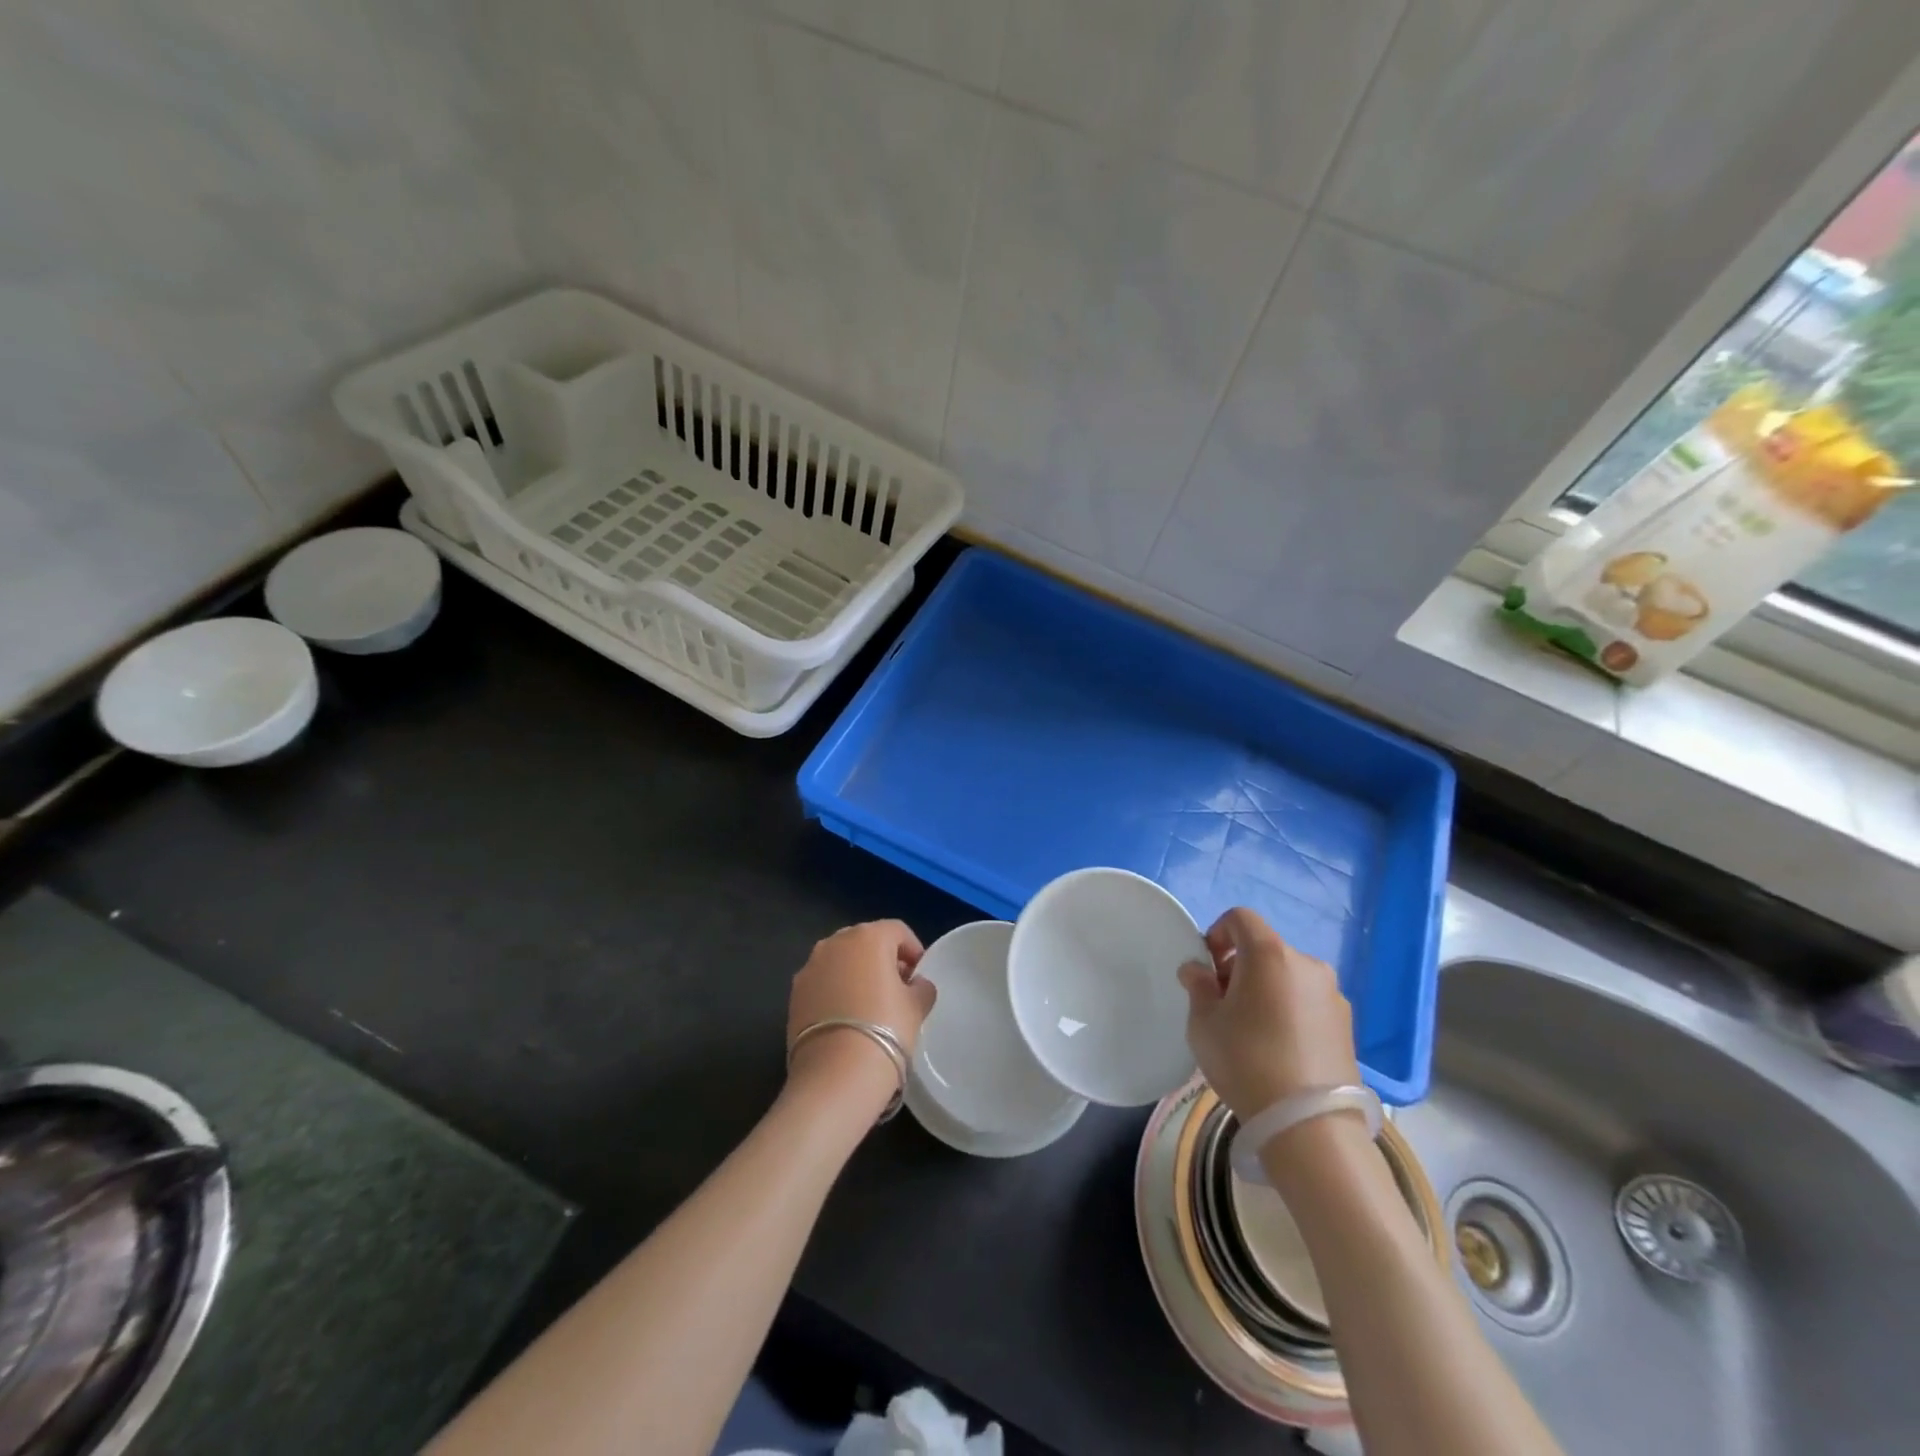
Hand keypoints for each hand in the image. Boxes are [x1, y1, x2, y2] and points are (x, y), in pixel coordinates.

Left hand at [786, 920, 934, 1107]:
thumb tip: (915, 984)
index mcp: (868, 936)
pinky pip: (822, 982)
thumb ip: (921, 987)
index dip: (913, 950)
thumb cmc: (886, 1031)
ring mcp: (810, 967)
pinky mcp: (794, 994)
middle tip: (897, 989)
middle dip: (883, 959)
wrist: (836, 1076)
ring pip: (840, 961)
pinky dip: (835, 991)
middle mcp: (834, 943)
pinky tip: (846, 1019)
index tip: (920, 976)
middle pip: (866, 941)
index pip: (897, 931)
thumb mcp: (917, 1007)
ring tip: (870, 1005)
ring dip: (856, 974)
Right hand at [1178, 908, 1360, 1119]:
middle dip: (1240, 967)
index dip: (1217, 933)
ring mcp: (1333, 995)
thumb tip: (1198, 970)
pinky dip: (1290, 1011)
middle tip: (1224, 1005)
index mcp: (1269, 953)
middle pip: (1265, 949)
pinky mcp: (1348, 1025)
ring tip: (1253, 1032)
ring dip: (1267, 990)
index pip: (1240, 917)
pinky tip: (1280, 1050)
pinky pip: (1308, 1003)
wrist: (1310, 1125)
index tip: (1208, 969)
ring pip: (1288, 977)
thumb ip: (1198, 986)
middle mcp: (1307, 964)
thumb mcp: (1204, 1023)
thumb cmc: (1246, 1061)